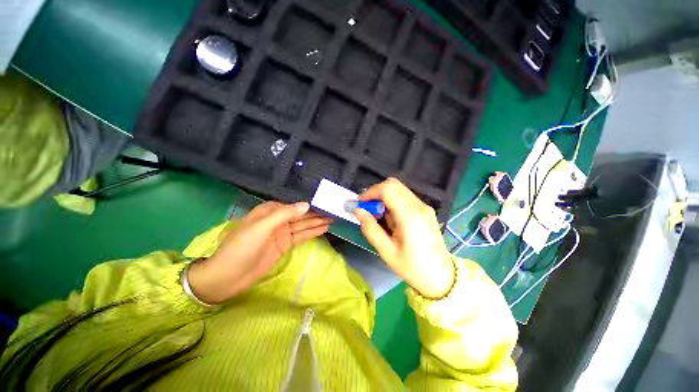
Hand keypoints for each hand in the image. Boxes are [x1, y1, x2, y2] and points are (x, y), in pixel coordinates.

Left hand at [187, 201, 332, 303]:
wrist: (227, 277)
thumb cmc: (241, 248)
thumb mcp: (261, 227)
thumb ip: (284, 214)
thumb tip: (306, 205)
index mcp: (270, 211)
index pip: (294, 206)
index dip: (310, 205)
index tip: (325, 204)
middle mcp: (277, 221)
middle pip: (301, 216)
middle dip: (316, 214)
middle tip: (333, 213)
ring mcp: (281, 234)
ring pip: (303, 226)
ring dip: (317, 223)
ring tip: (332, 220)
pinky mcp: (284, 246)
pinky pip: (301, 237)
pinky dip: (312, 233)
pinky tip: (323, 230)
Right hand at [355, 178, 453, 298]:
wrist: (441, 276)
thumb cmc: (412, 268)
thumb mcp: (386, 252)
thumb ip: (370, 229)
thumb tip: (358, 211)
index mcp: (410, 216)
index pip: (388, 189)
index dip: (371, 192)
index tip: (361, 203)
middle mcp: (419, 206)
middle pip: (394, 184)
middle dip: (376, 192)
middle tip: (368, 208)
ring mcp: (425, 207)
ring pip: (399, 189)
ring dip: (384, 197)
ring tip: (378, 215)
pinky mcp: (426, 210)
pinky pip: (405, 197)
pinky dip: (393, 201)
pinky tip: (390, 218)